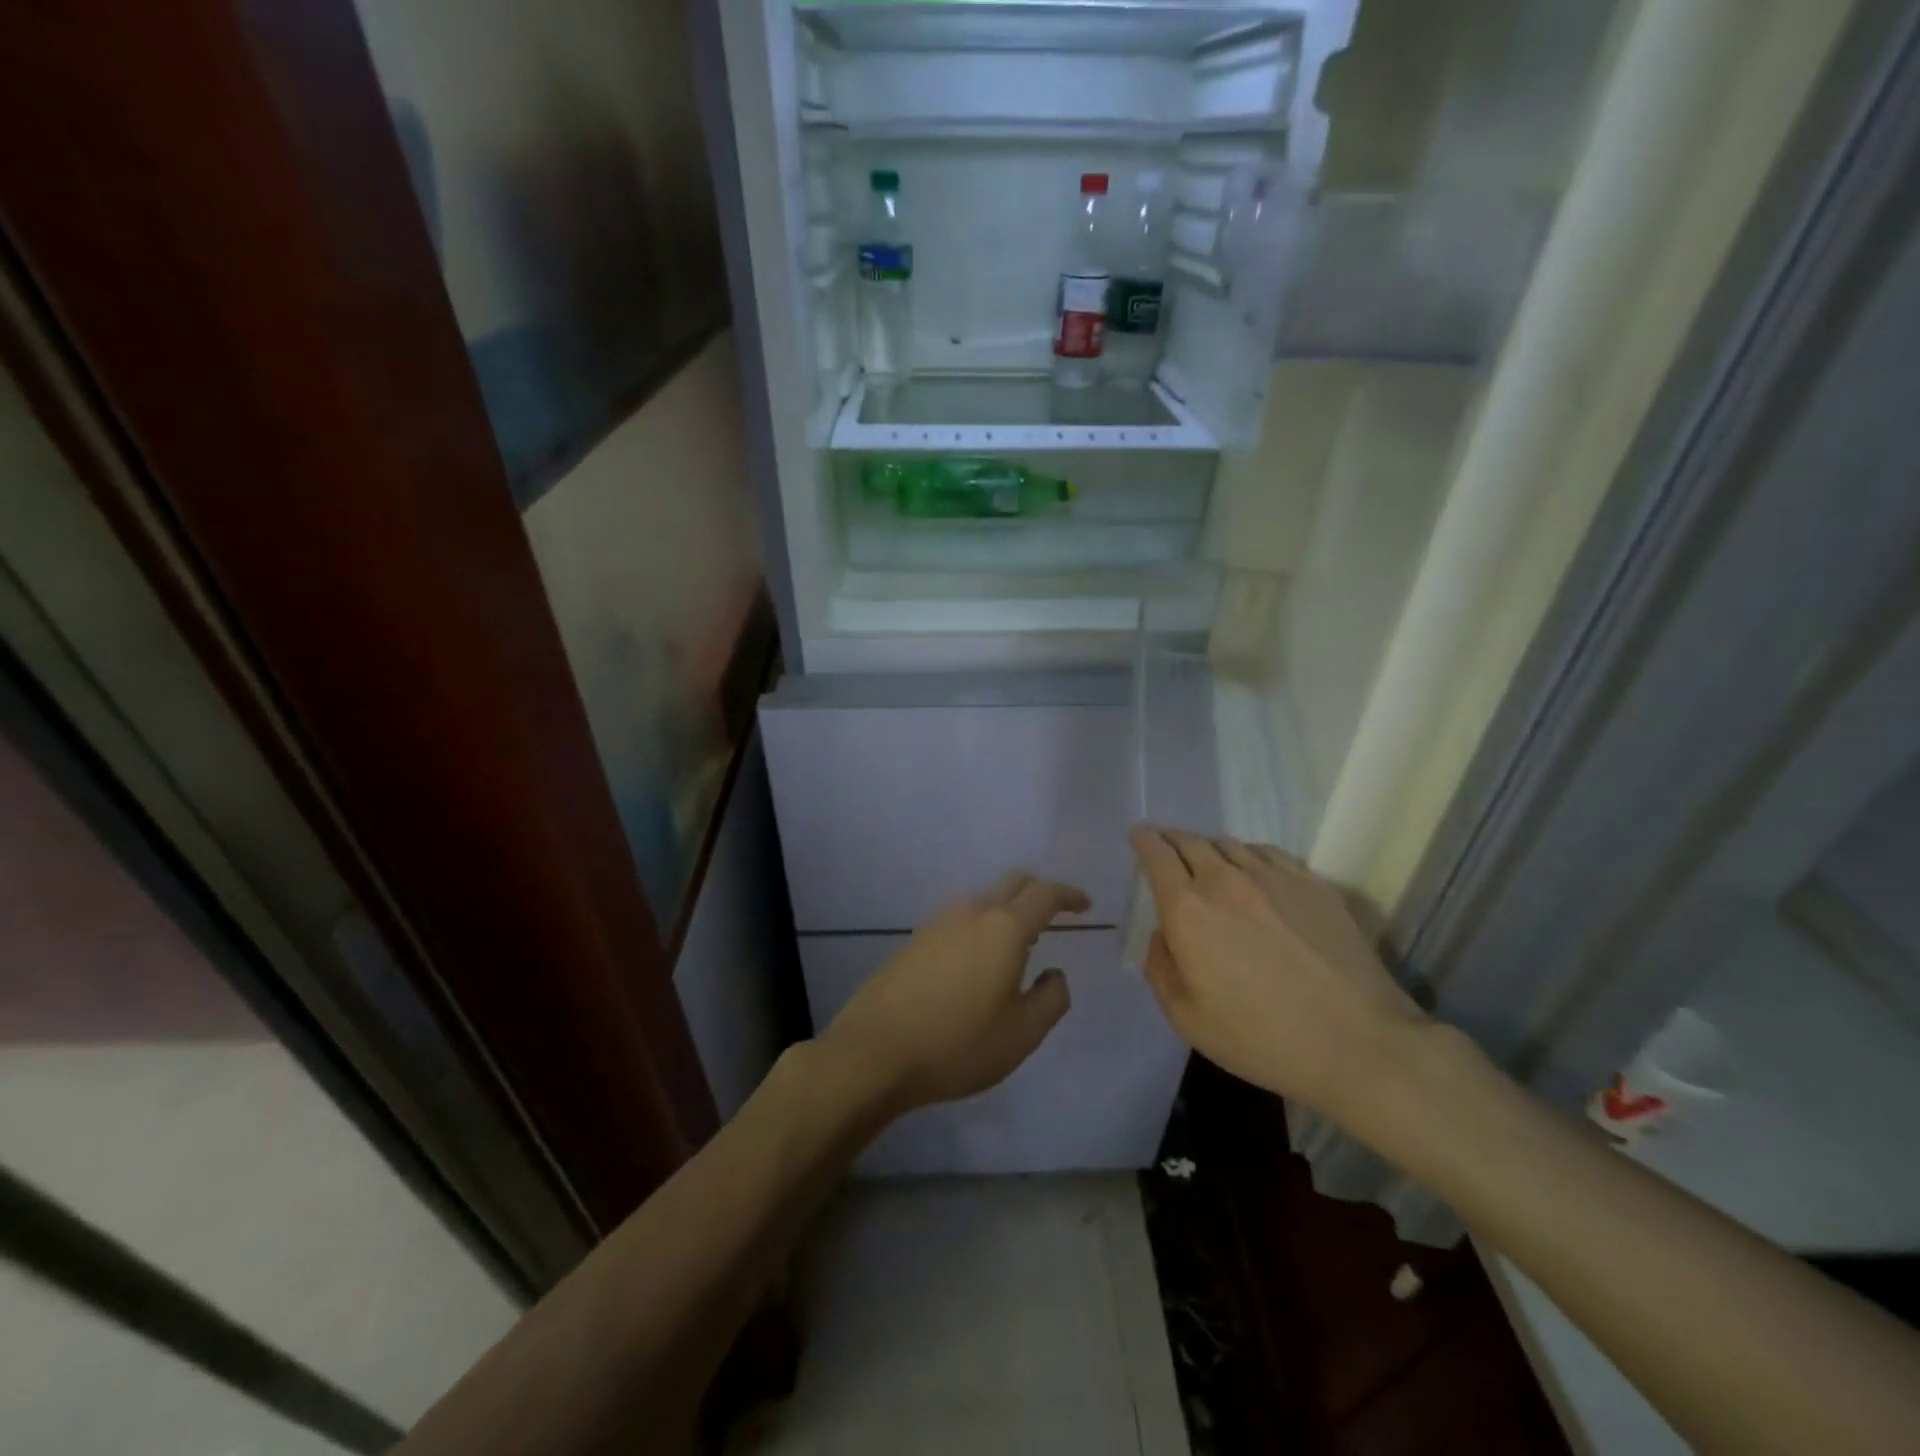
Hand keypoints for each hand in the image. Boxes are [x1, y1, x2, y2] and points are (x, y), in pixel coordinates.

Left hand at [820, 873, 1090, 1116]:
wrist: (875, 1051)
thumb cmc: (957, 1044)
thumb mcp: (1021, 1034)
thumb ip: (1051, 999)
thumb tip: (1054, 974)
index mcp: (1004, 928)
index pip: (1044, 894)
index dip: (1068, 895)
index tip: (1085, 904)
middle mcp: (971, 913)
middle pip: (1012, 884)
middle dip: (1039, 892)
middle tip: (1057, 914)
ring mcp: (938, 923)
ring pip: (984, 900)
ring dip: (1008, 910)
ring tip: (1020, 943)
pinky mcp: (916, 940)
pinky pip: (960, 920)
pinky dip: (982, 926)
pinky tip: (980, 960)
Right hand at [1130, 825, 1425, 1119]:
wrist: (1357, 1043)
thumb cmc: (1261, 1038)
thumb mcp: (1187, 1018)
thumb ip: (1161, 967)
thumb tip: (1163, 933)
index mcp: (1187, 909)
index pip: (1156, 855)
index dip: (1143, 841)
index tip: (1138, 836)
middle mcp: (1225, 880)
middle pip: (1190, 842)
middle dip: (1172, 840)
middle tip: (1167, 847)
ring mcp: (1273, 877)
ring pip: (1229, 844)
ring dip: (1210, 848)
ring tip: (1209, 862)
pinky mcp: (1312, 883)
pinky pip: (1268, 852)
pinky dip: (1249, 854)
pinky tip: (1254, 871)